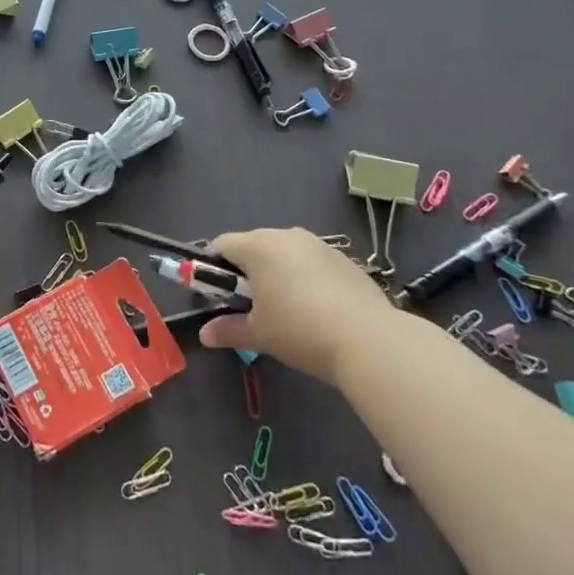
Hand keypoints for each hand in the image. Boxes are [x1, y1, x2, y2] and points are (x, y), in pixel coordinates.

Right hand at [198, 227, 390, 382]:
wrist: (368, 339)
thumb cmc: (299, 330)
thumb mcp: (259, 334)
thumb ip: (228, 330)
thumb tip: (204, 335)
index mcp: (258, 246)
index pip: (221, 245)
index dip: (212, 268)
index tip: (217, 295)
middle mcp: (286, 235)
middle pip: (254, 246)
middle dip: (246, 272)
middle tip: (249, 307)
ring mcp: (318, 245)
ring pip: (285, 254)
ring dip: (277, 274)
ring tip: (286, 311)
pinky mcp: (344, 259)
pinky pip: (312, 264)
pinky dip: (306, 279)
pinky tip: (317, 310)